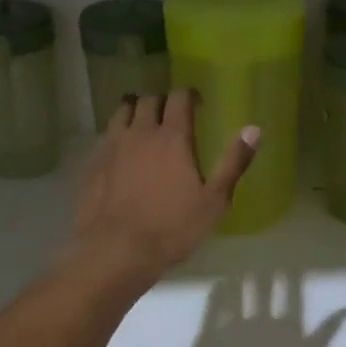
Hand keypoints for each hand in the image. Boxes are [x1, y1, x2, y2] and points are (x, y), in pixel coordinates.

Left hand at [64, 91, 258, 290]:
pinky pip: (104, 135)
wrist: (115, 251)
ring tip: (143, 124)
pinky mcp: (91, 163)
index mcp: (172, 137)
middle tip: (172, 115)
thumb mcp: (214, 201)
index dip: (190, 95)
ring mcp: (111, 145)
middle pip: (149, 99)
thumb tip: (254, 129)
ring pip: (121, 111)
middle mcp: (140, 132)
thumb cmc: (172, 228)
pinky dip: (116, 134)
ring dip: (135, 110)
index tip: (198, 103)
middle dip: (163, 101)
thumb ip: (233, 162)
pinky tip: (120, 151)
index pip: (179, 97)